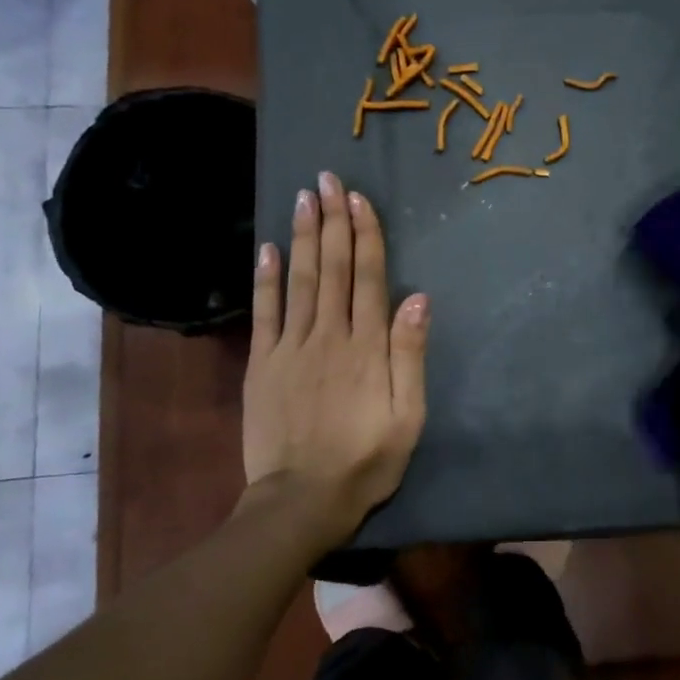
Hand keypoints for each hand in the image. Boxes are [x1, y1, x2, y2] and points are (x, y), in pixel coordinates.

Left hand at [244, 171, 428, 544]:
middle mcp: (328, 335)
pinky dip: (265, 278)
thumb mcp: (407, 417)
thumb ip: (410, 356)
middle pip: (331, 268)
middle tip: (328, 179)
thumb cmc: (365, 461)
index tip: (358, 199)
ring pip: (299, 280)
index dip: (364, 235)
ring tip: (303, 197)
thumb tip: (417, 299)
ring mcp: (290, 347)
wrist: (302, 500)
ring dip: (301, 236)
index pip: (367, 278)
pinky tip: (266, 248)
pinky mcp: (262, 364)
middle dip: (332, 221)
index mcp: (367, 347)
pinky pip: (264, 312)